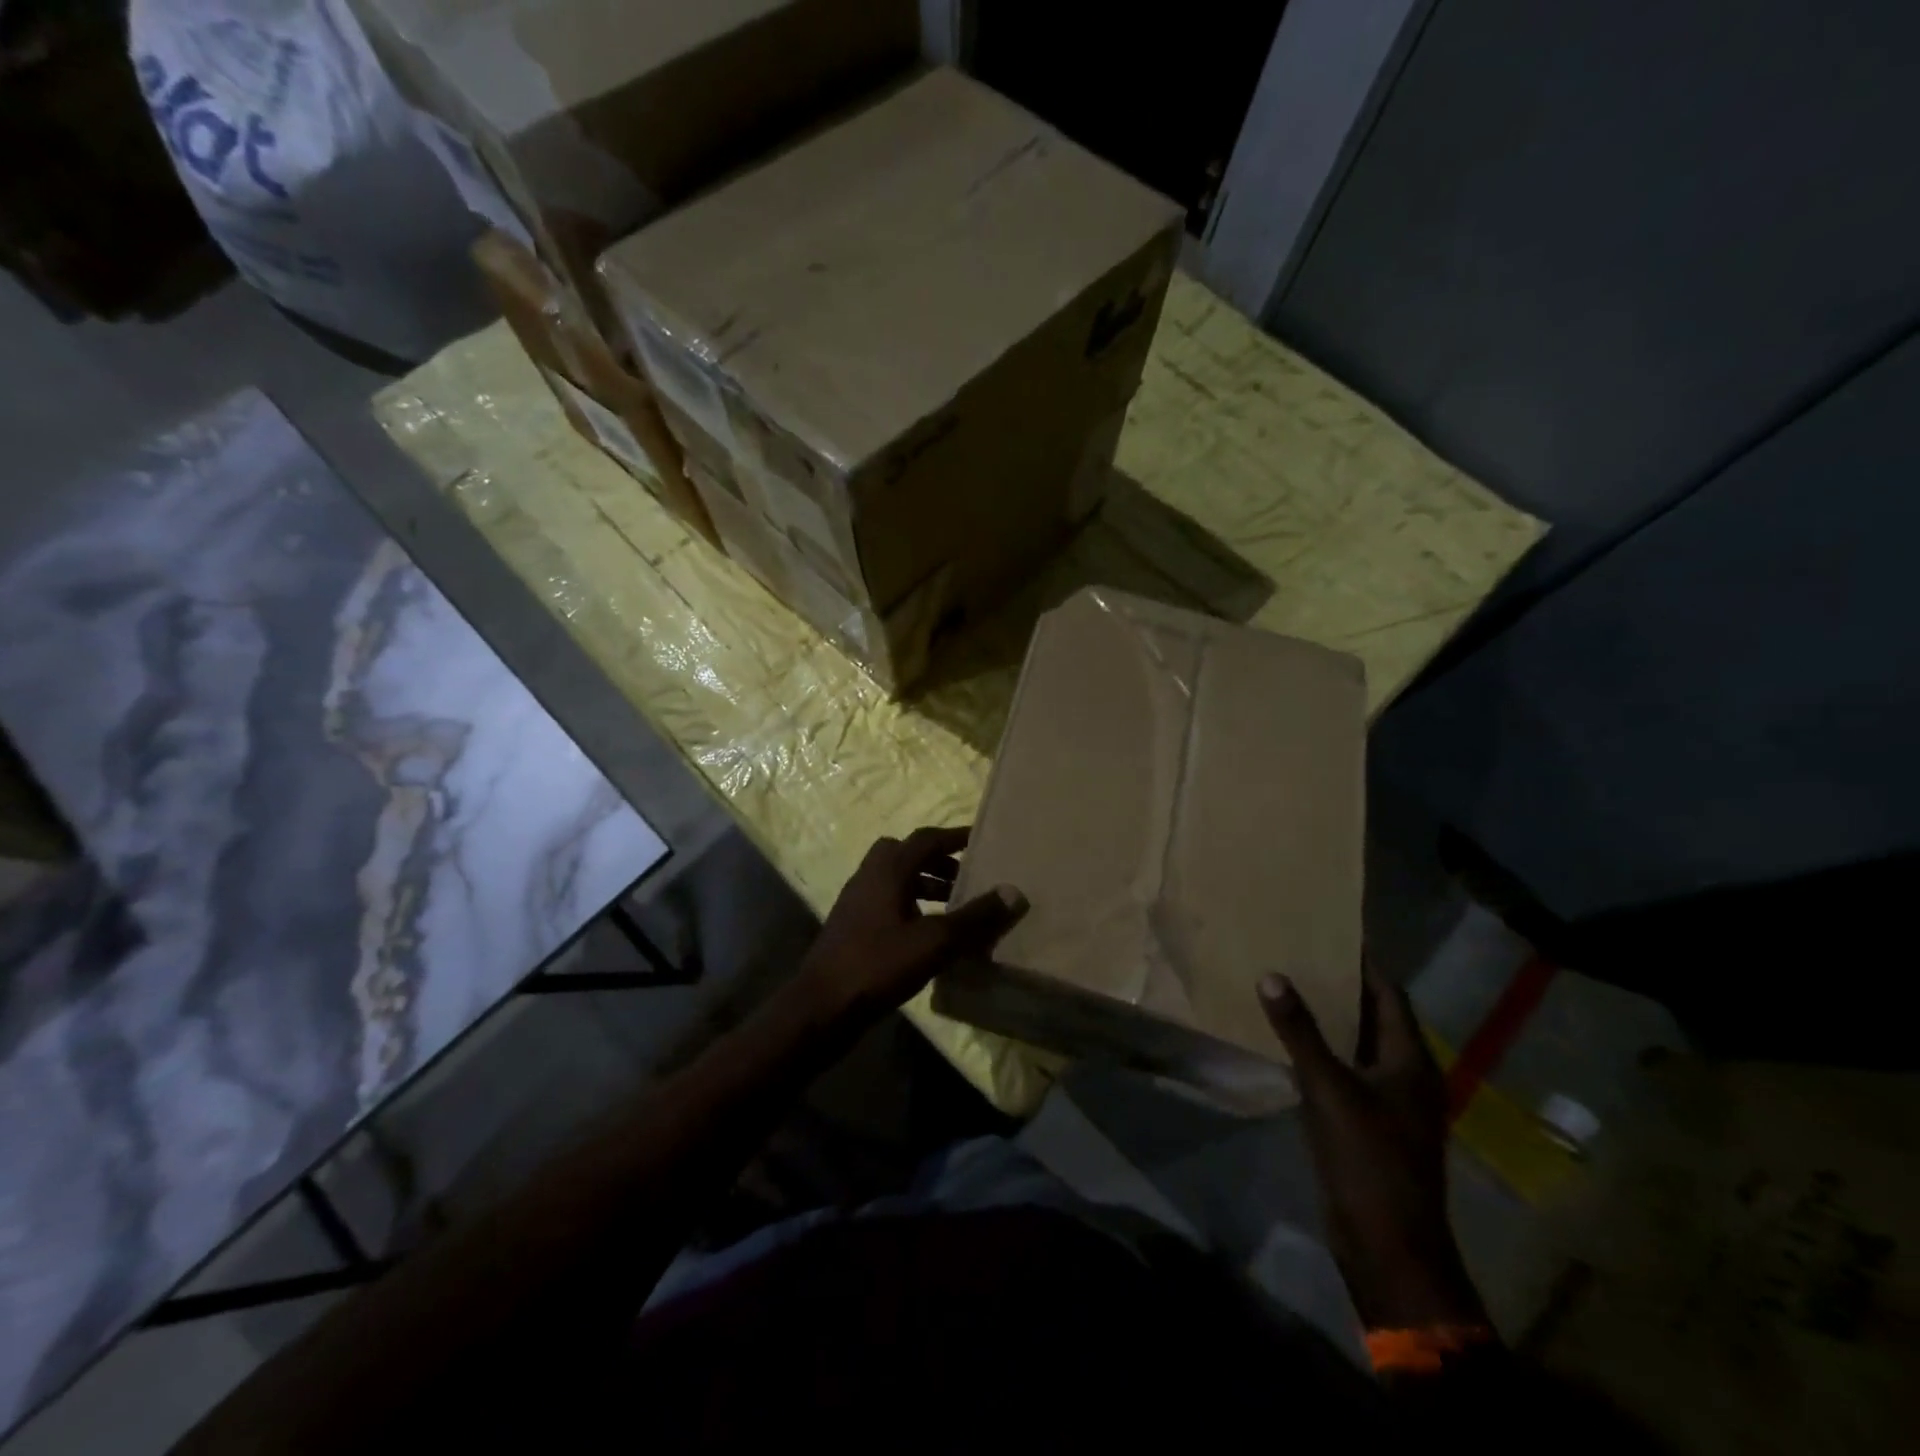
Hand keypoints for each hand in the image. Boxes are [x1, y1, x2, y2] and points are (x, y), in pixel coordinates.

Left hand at [800, 827, 1027, 1019]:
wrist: (821, 1007)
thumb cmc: (878, 965)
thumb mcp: (934, 942)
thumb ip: (974, 917)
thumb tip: (1014, 892)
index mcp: (887, 869)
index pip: (926, 839)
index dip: (956, 837)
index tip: (982, 840)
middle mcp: (869, 876)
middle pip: (908, 854)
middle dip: (939, 861)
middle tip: (967, 878)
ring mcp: (857, 901)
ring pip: (897, 879)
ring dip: (926, 885)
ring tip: (954, 908)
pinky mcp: (853, 925)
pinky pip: (888, 901)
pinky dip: (912, 905)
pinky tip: (928, 934)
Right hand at [1260, 966, 1487, 1332]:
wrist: (1388, 1246)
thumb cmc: (1368, 1160)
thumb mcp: (1328, 1089)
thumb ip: (1300, 1032)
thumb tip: (1272, 975)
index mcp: (1410, 1061)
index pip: (1389, 995)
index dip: (1365, 963)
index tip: (1333, 932)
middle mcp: (1406, 1076)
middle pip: (1376, 1017)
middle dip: (1343, 986)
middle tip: (1301, 952)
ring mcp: (1391, 1104)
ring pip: (1359, 1046)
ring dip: (1331, 1019)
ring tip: (1291, 986)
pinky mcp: (1371, 1126)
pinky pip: (1347, 1073)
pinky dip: (1324, 1051)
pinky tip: (1292, 1042)